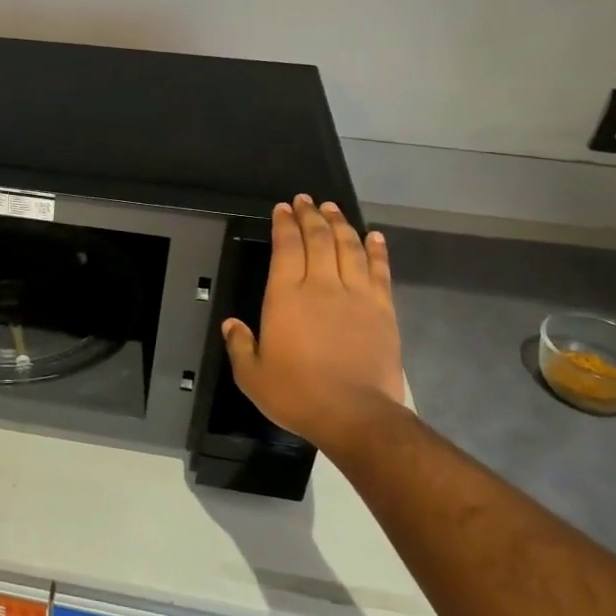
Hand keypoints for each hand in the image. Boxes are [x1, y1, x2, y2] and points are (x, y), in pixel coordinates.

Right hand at [222, 196, 405, 444]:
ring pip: (348, 247)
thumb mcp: (252, 375)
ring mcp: (357, 295)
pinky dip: (376, 250)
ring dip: (340, 224)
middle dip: (310, 215)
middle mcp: (321, 286)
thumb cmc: (297, 394)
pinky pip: (379, 270)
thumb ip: (240, 345)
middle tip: (305, 200)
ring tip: (332, 208)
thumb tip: (232, 325)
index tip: (282, 208)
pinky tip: (373, 235)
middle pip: (318, 239)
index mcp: (286, 297)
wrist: (355, 415)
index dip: (284, 224)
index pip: (286, 247)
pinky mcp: (383, 310)